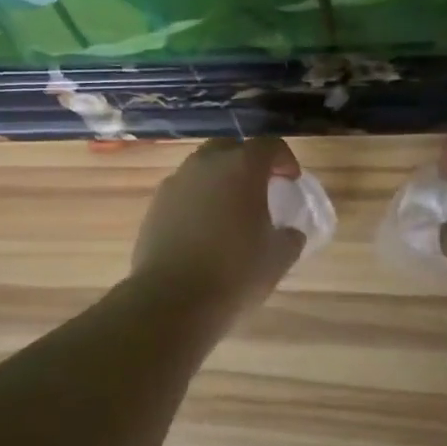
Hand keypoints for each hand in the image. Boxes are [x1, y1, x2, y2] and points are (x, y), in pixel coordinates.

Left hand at [130, 136, 307, 314]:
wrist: (172, 299)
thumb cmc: (235, 273)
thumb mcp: (278, 258)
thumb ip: (290, 237)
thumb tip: (289, 232)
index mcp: (241, 167)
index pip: (268, 146)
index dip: (284, 160)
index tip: (291, 181)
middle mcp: (205, 164)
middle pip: (230, 149)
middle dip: (248, 163)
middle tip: (260, 189)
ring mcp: (175, 182)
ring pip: (202, 168)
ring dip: (219, 180)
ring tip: (230, 210)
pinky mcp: (155, 205)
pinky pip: (183, 191)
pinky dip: (197, 200)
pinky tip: (203, 229)